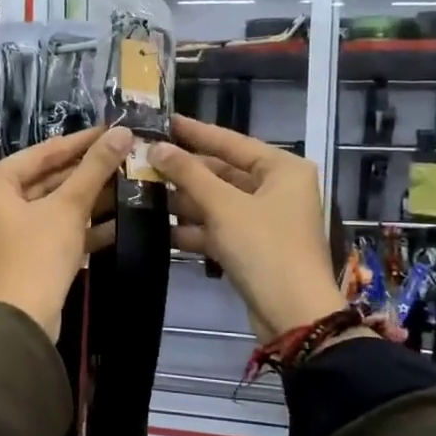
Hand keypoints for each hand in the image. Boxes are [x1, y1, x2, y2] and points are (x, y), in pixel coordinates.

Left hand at [0, 125, 130, 339]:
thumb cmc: (37, 254)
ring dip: (84, 201)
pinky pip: (45, 232)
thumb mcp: (68, 207)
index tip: (110, 131)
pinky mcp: (13, 257)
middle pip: (42, 181)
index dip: (79, 142)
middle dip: (84, 174)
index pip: (40, 153)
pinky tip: (114, 223)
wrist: (20, 321)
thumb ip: (94, 168)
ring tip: (124, 185)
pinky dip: (74, 228)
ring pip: (46, 208)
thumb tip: (121, 133)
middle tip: (121, 158)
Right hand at [151, 116, 342, 341]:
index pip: (231, 141)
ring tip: (143, 192)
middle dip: (184, 171)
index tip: (163, 121)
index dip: (195, 132)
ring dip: (184, 201)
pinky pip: (219, 228)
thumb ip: (189, 173)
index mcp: (283, 169)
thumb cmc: (264, 247)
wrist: (293, 314)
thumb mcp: (224, 206)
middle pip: (223, 172)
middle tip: (144, 161)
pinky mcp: (253, 247)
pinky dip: (194, 229)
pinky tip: (160, 229)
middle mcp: (278, 189)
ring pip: (218, 202)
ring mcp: (265, 220)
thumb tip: (156, 147)